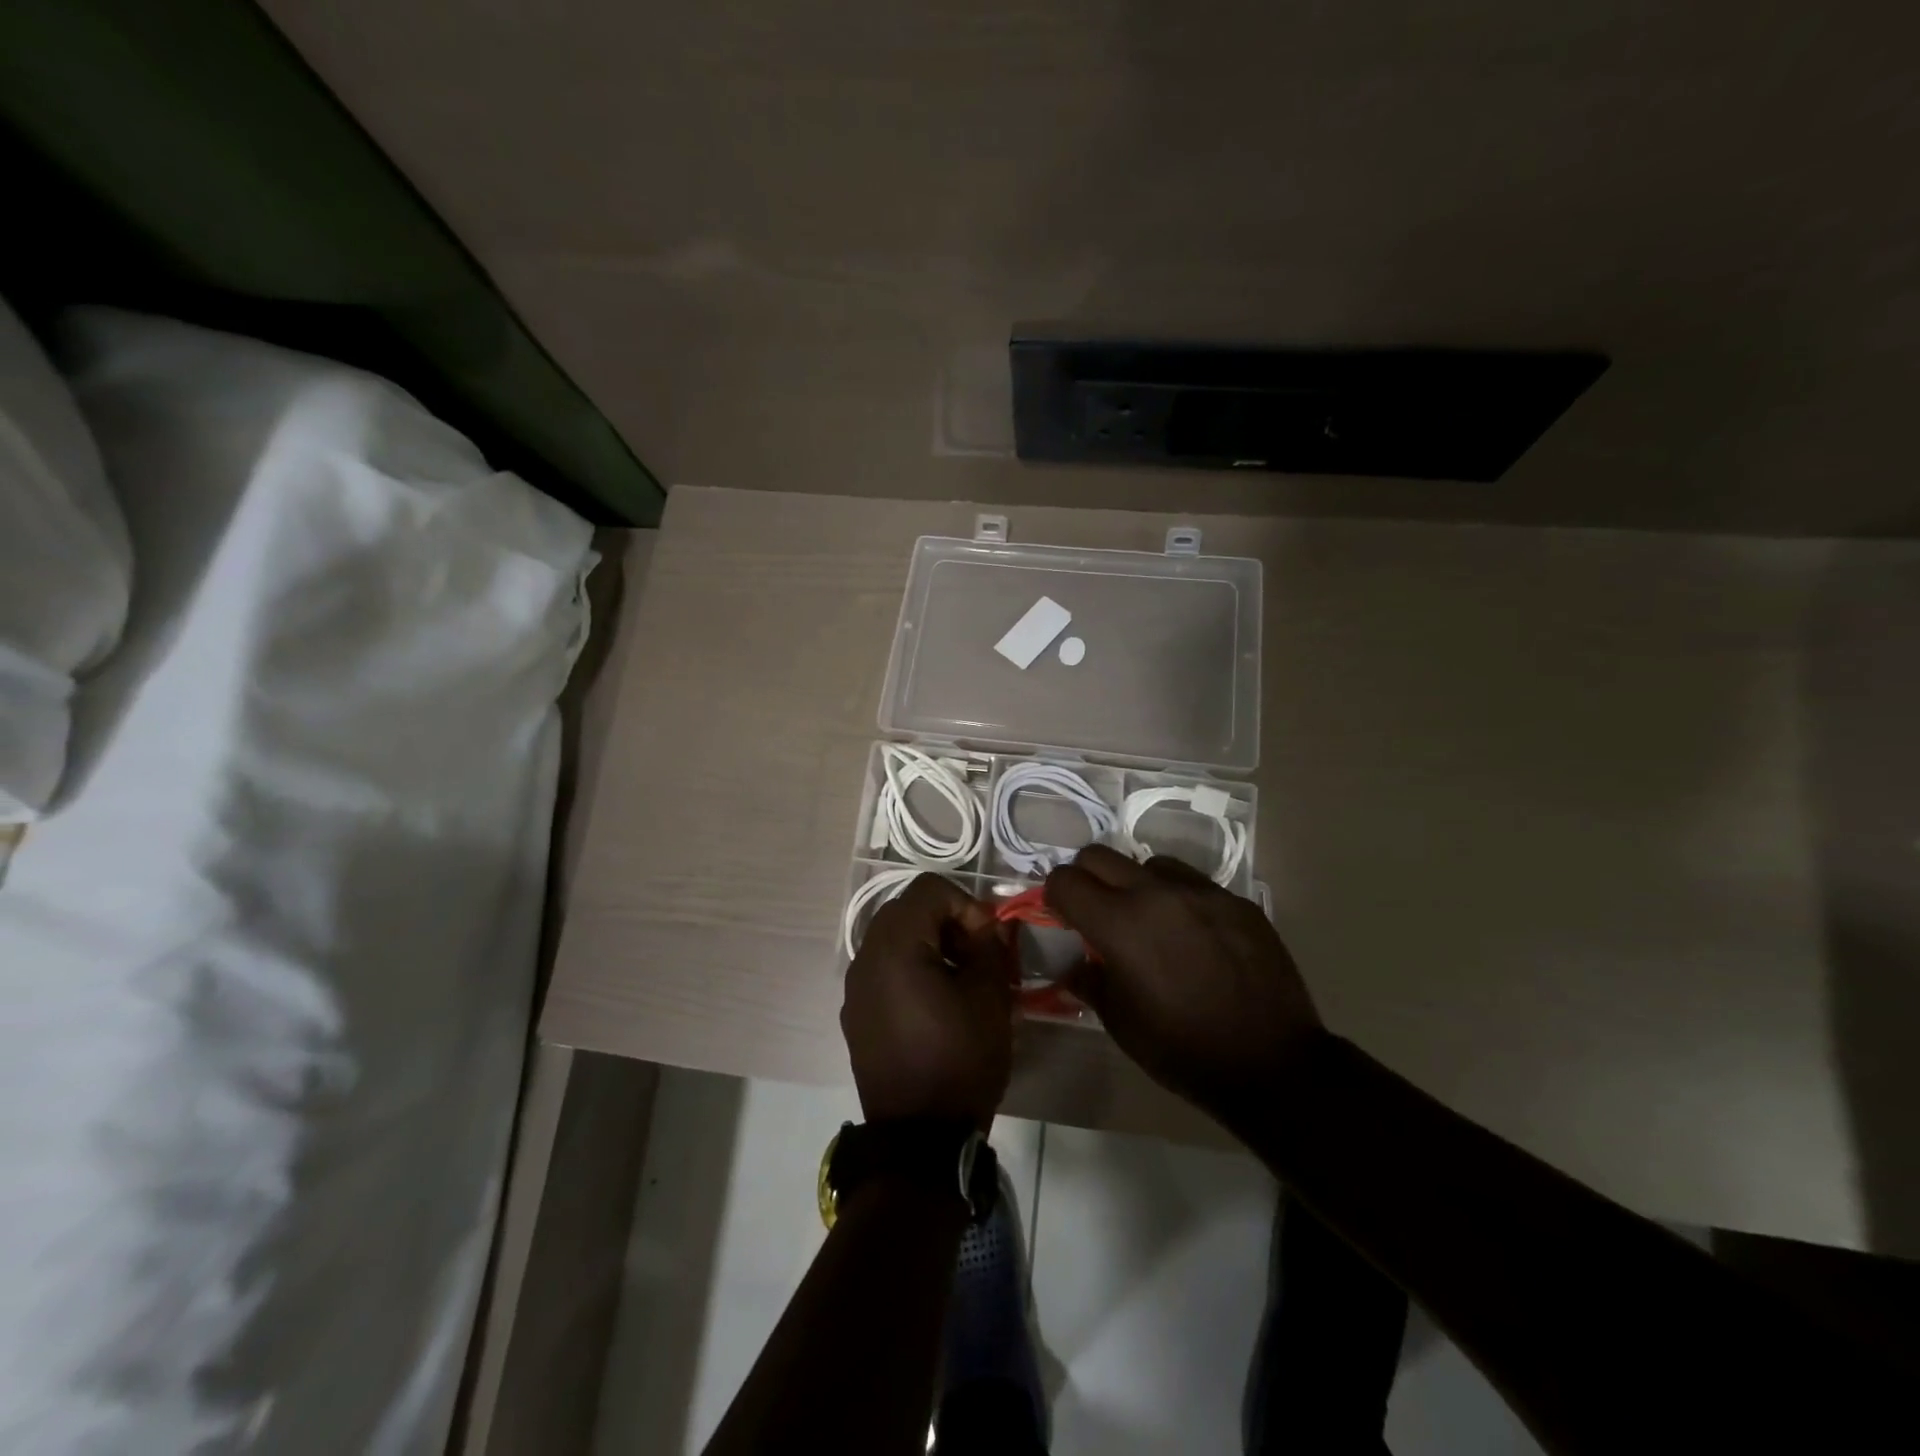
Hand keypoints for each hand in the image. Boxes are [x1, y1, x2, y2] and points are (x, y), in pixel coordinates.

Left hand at [841, 874, 1015, 1130]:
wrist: (920, 1139)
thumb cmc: (960, 1059)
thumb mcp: (990, 998)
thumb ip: (991, 947)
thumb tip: (990, 926)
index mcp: (895, 945)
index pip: (929, 889)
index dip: (966, 904)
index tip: (987, 940)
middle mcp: (865, 957)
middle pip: (907, 909)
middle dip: (947, 921)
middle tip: (976, 955)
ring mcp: (855, 987)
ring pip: (893, 939)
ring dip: (928, 944)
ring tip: (959, 980)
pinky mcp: (855, 1014)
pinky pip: (883, 970)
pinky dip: (910, 969)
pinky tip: (935, 1005)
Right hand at [1045, 846, 1323, 1119]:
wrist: (1273, 1064)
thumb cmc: (1184, 1050)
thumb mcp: (1120, 1023)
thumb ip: (1089, 980)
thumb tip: (1074, 961)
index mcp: (1120, 924)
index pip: (1065, 881)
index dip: (1055, 897)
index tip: (1064, 918)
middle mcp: (1156, 894)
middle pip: (1098, 855)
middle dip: (1086, 878)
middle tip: (1096, 913)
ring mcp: (1201, 892)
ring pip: (1148, 863)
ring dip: (1136, 884)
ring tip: (1150, 921)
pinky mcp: (1236, 900)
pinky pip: (1193, 882)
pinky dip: (1178, 898)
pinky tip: (1193, 935)